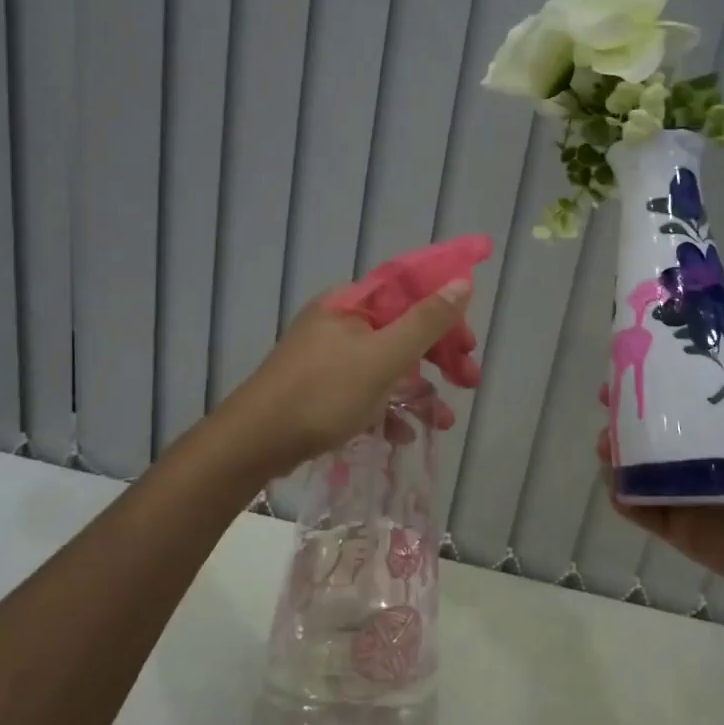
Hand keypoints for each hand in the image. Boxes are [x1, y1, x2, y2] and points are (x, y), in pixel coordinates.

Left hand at [219, 280, 476, 475]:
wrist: (253, 443)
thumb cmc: (323, 393)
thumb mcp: (382, 357)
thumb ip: (426, 322)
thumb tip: (462, 281)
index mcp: (352, 303)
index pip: (410, 293)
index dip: (446, 315)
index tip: (470, 345)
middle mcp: (340, 323)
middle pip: (402, 330)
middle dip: (438, 357)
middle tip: (468, 381)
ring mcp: (328, 358)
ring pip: (386, 365)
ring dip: (419, 390)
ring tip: (445, 420)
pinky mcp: (320, 390)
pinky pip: (365, 391)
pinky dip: (388, 409)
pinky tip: (404, 434)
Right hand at [597, 393, 723, 602]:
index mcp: (711, 434)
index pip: (673, 404)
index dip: (645, 386)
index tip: (624, 373)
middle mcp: (688, 459)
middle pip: (643, 433)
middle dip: (619, 419)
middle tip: (608, 410)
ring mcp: (677, 492)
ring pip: (634, 469)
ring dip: (614, 456)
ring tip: (607, 448)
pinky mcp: (672, 526)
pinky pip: (639, 510)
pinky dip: (622, 499)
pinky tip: (616, 489)